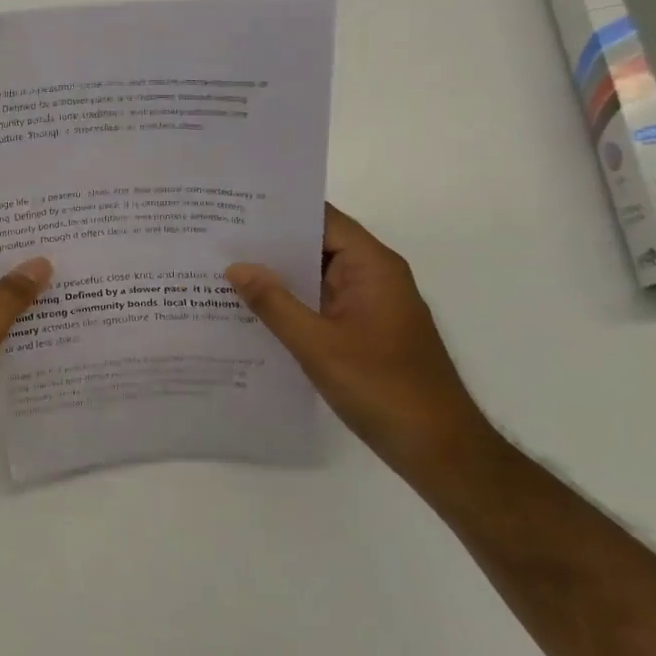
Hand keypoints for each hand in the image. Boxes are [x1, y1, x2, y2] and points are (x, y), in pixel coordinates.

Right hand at [225, 205, 493, 477]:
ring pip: (316, 276)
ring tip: (223, 267)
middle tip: (216, 237)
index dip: (280, 210)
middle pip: (317, 244)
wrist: (439, 450)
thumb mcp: (318, 345)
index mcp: (372, 267)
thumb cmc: (382, 388)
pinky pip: (320, 303)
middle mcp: (373, 277)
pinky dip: (290, 302)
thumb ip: (274, 303)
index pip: (322, 219)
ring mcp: (369, 305)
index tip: (235, 206)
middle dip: (270, 242)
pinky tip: (251, 308)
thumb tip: (235, 266)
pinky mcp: (363, 331)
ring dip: (277, 274)